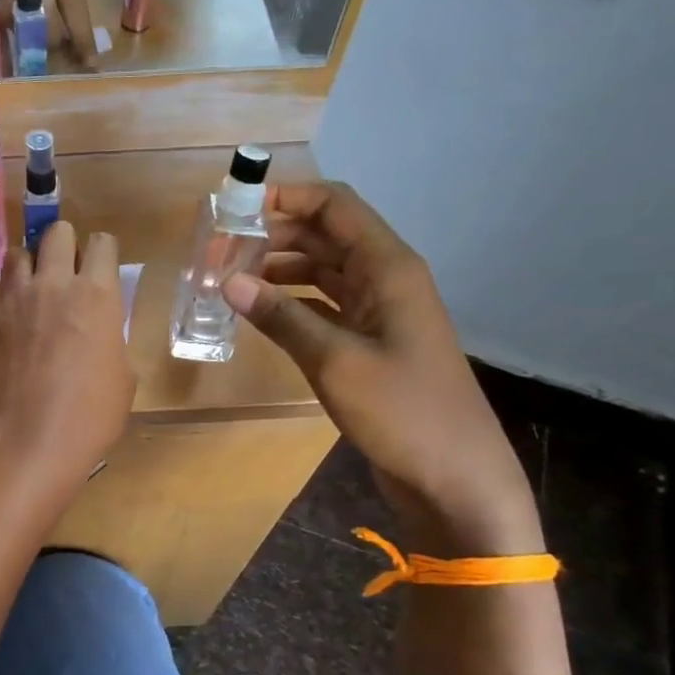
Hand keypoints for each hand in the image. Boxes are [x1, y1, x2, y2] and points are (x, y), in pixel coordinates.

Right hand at [0, 0, 97, 64]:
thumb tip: (73, 18)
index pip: (74, 7)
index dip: (82, 39)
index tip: (91, 64)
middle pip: (45, 23)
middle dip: (55, 47)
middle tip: (61, 60)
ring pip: (19, 25)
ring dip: (29, 43)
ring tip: (36, 54)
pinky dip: (8, 32)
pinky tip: (13, 40)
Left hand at [0, 222, 133, 483]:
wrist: (32, 438)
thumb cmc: (91, 414)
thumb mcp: (122, 375)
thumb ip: (110, 336)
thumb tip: (98, 329)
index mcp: (97, 293)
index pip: (102, 242)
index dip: (102, 253)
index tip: (100, 268)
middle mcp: (54, 283)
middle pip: (57, 232)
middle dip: (64, 245)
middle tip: (65, 271)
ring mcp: (15, 296)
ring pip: (18, 252)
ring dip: (29, 265)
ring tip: (32, 290)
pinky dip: (1, 295)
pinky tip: (7, 315)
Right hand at [222, 183, 541, 557]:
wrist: (454, 477)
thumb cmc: (402, 411)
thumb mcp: (334, 361)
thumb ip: (280, 317)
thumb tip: (228, 281)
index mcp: (388, 267)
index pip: (335, 207)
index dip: (287, 197)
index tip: (236, 208)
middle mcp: (384, 279)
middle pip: (325, 234)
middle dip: (273, 234)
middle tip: (220, 250)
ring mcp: (378, 311)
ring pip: (321, 270)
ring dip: (278, 268)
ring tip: (229, 278)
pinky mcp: (369, 341)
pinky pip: (323, 304)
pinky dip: (290, 301)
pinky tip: (257, 311)